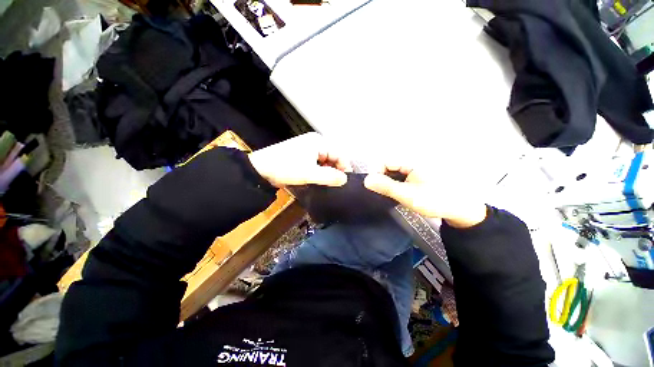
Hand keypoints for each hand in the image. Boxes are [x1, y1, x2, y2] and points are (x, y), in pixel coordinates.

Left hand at [248, 132, 351, 187]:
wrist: (260, 169)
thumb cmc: (286, 168)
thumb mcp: (310, 174)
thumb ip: (330, 177)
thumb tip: (345, 179)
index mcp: (319, 142)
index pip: (339, 154)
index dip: (345, 168)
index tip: (346, 182)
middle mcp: (315, 143)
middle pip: (332, 157)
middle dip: (335, 170)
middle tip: (335, 185)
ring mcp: (308, 148)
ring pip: (324, 161)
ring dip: (326, 172)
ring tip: (326, 184)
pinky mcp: (302, 155)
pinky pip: (316, 163)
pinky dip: (319, 171)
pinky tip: (317, 179)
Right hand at [364, 162, 486, 227]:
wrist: (460, 209)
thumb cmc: (434, 200)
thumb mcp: (407, 194)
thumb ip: (386, 186)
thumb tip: (366, 180)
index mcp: (411, 161)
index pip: (385, 161)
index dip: (377, 173)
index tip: (375, 187)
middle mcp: (413, 162)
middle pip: (389, 166)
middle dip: (383, 178)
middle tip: (384, 193)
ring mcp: (415, 169)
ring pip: (394, 172)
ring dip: (389, 182)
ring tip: (391, 195)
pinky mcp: (417, 176)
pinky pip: (401, 177)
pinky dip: (396, 184)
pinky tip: (398, 193)